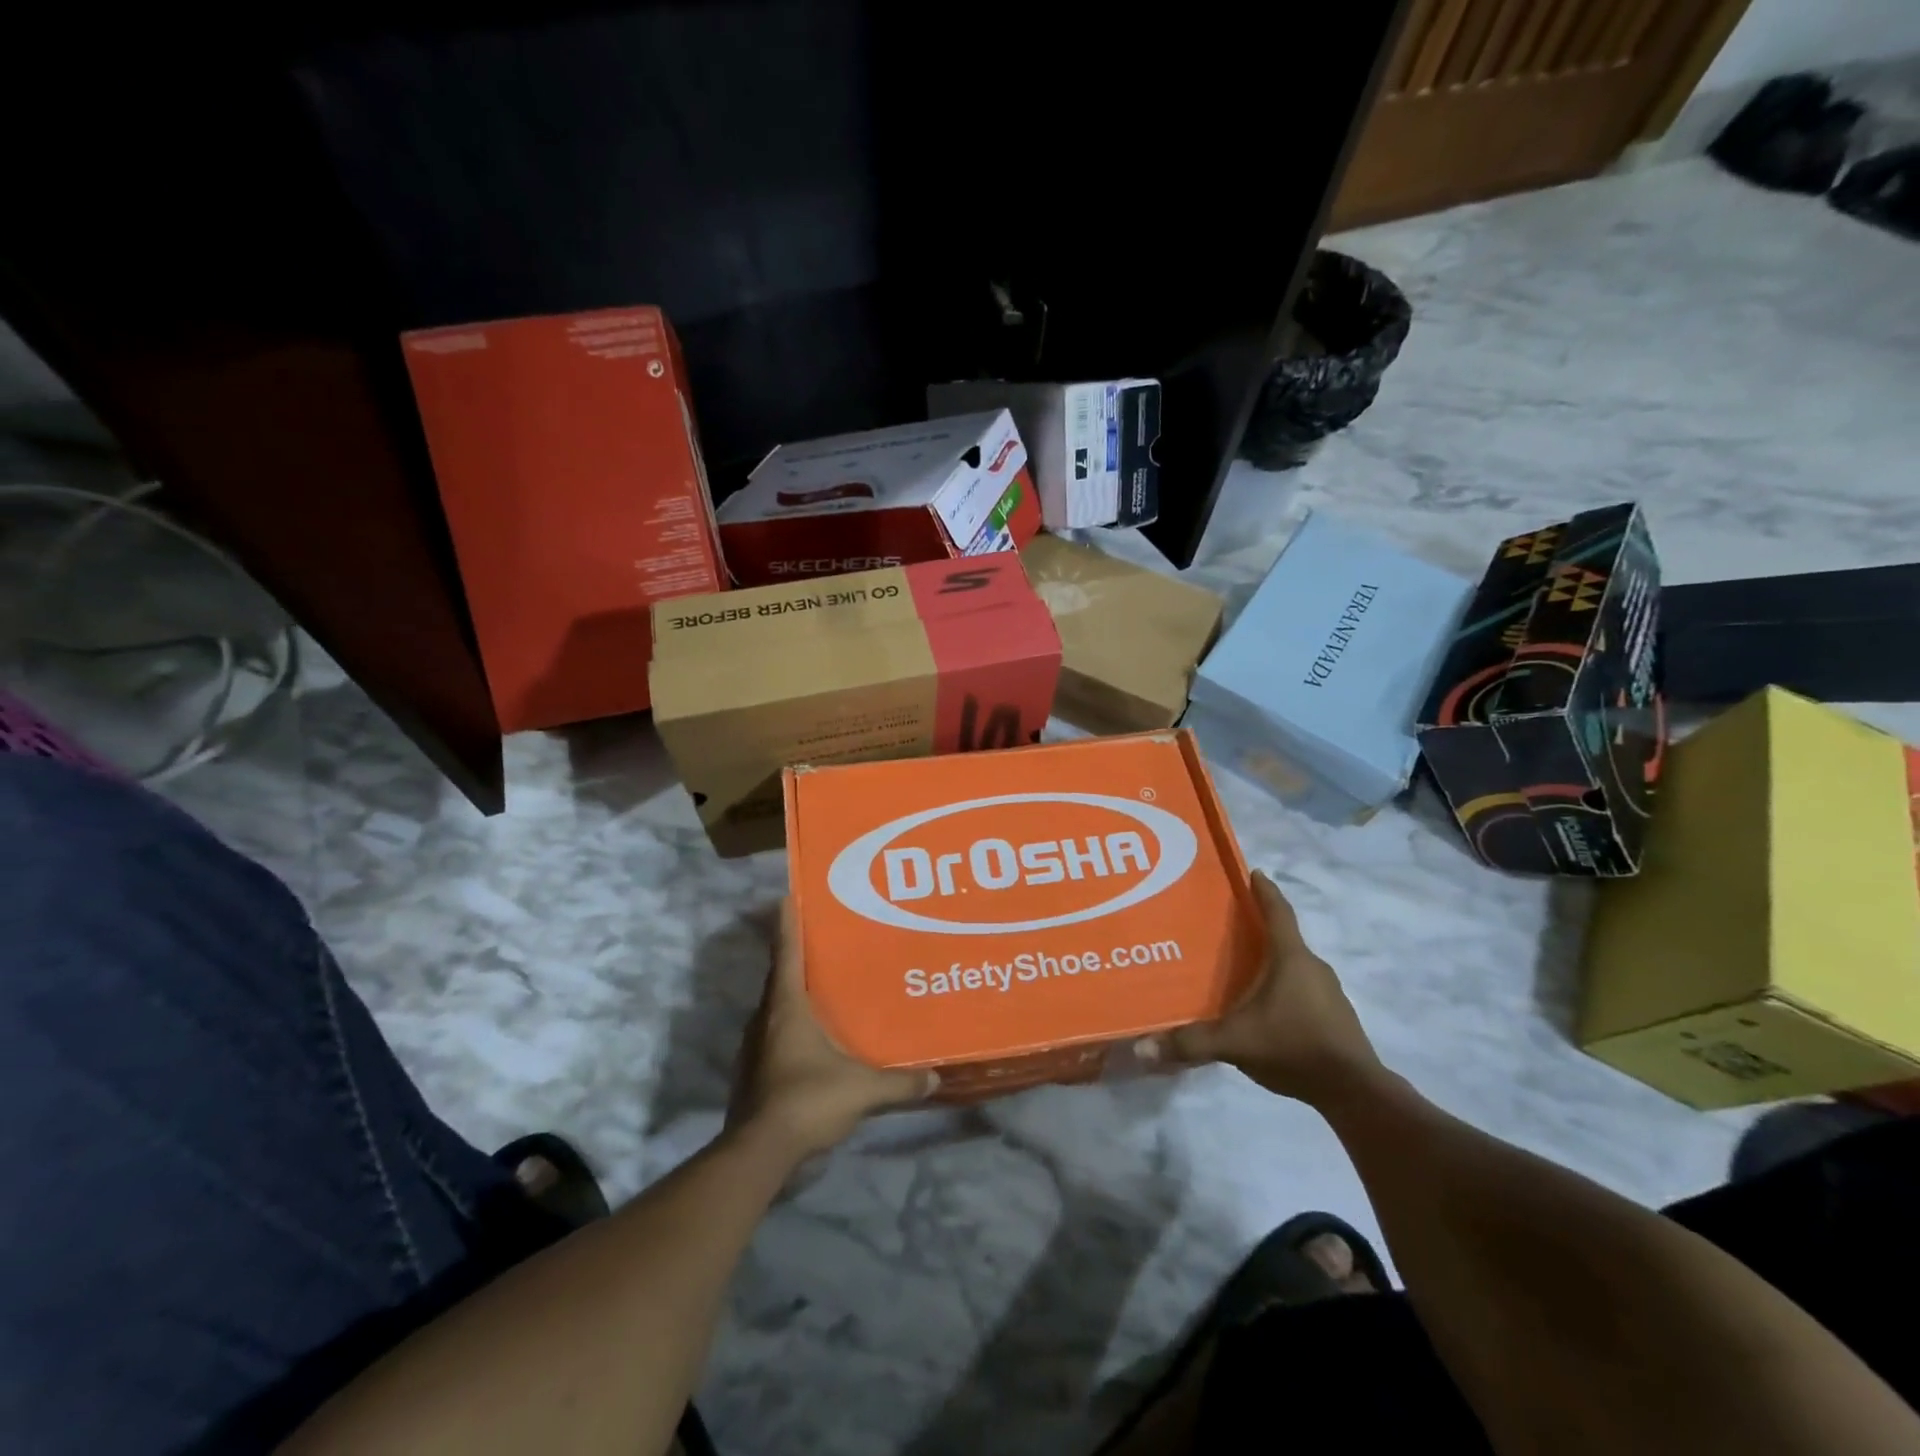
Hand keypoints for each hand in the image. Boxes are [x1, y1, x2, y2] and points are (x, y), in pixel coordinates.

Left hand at [729, 898, 936, 1158]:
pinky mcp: (754, 1072)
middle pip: (780, 978)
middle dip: (796, 957)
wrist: (758, 1153)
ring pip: (776, 1009)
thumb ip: (899, 1083)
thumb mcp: (861, 1090)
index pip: (787, 954)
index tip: (787, 897)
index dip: (788, 924)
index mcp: (787, 1008)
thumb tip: (936, 1077)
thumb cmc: (807, 1101)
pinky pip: (774, 1036)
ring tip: (822, 988)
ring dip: (794, 995)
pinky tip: (813, 1039)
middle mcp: (765, 1020)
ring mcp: (754, 1048)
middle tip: (821, 941)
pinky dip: (791, 1028)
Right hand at [1140, 872, 1384, 1107]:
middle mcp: (1313, 967)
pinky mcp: (1335, 1018)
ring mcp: (1329, 993)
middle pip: (1284, 938)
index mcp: (1291, 958)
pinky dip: (1283, 989)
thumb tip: (1142, 1047)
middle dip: (1258, 929)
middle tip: (1226, 927)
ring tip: (1240, 969)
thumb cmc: (1294, 1046)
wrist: (1355, 1092)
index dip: (1264, 891)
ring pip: (1294, 966)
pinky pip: (1303, 990)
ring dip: (1271, 962)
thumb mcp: (1235, 1042)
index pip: (1277, 912)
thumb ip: (1190, 1042)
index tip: (1253, 872)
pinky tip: (1264, 1008)